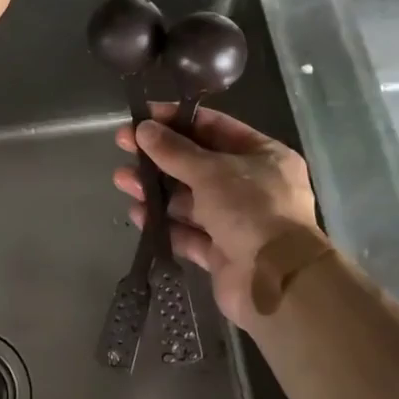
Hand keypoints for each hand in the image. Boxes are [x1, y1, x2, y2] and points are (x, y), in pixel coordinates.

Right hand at [114, 104, 323, 331]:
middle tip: (123, 146)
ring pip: (189, 199)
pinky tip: (137, 214)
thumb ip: (174, 150)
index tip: (142, 116)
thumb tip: (143, 129)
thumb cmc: (251, 210)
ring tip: (122, 180)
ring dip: (156, 189)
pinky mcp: (221, 253)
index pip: (215, 128)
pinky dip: (163, 224)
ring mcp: (237, 221)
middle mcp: (252, 186)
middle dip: (159, 157)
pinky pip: (187, 232)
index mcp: (263, 156)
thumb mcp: (211, 171)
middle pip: (197, 164)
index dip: (177, 120)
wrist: (277, 282)